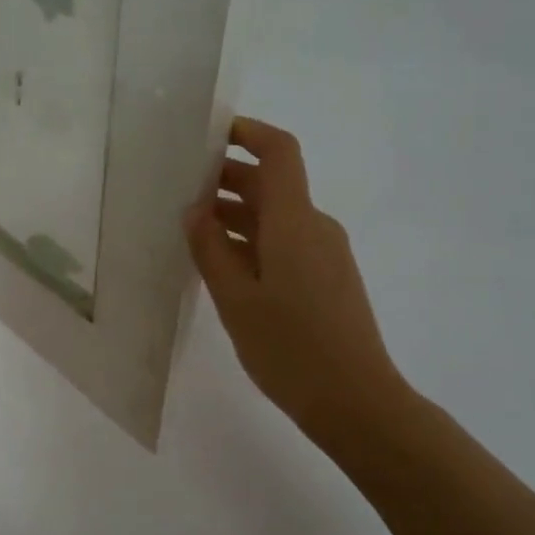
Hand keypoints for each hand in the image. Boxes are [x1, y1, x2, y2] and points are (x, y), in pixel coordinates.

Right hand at [185, 118, 414, 452]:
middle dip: (227, 178)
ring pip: (276, 216)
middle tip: (179, 190)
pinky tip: (222, 265)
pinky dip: (252, 241)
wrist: (355, 401)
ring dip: (236, 213)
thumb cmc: (290, 349)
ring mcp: (325, 254)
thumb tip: (195, 210)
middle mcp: (315, 227)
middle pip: (273, 184)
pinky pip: (285, 243)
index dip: (248, 133)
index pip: (279, 152)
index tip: (208, 134)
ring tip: (190, 230)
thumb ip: (211, 249)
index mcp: (294, 222)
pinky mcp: (326, 279)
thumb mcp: (236, 300)